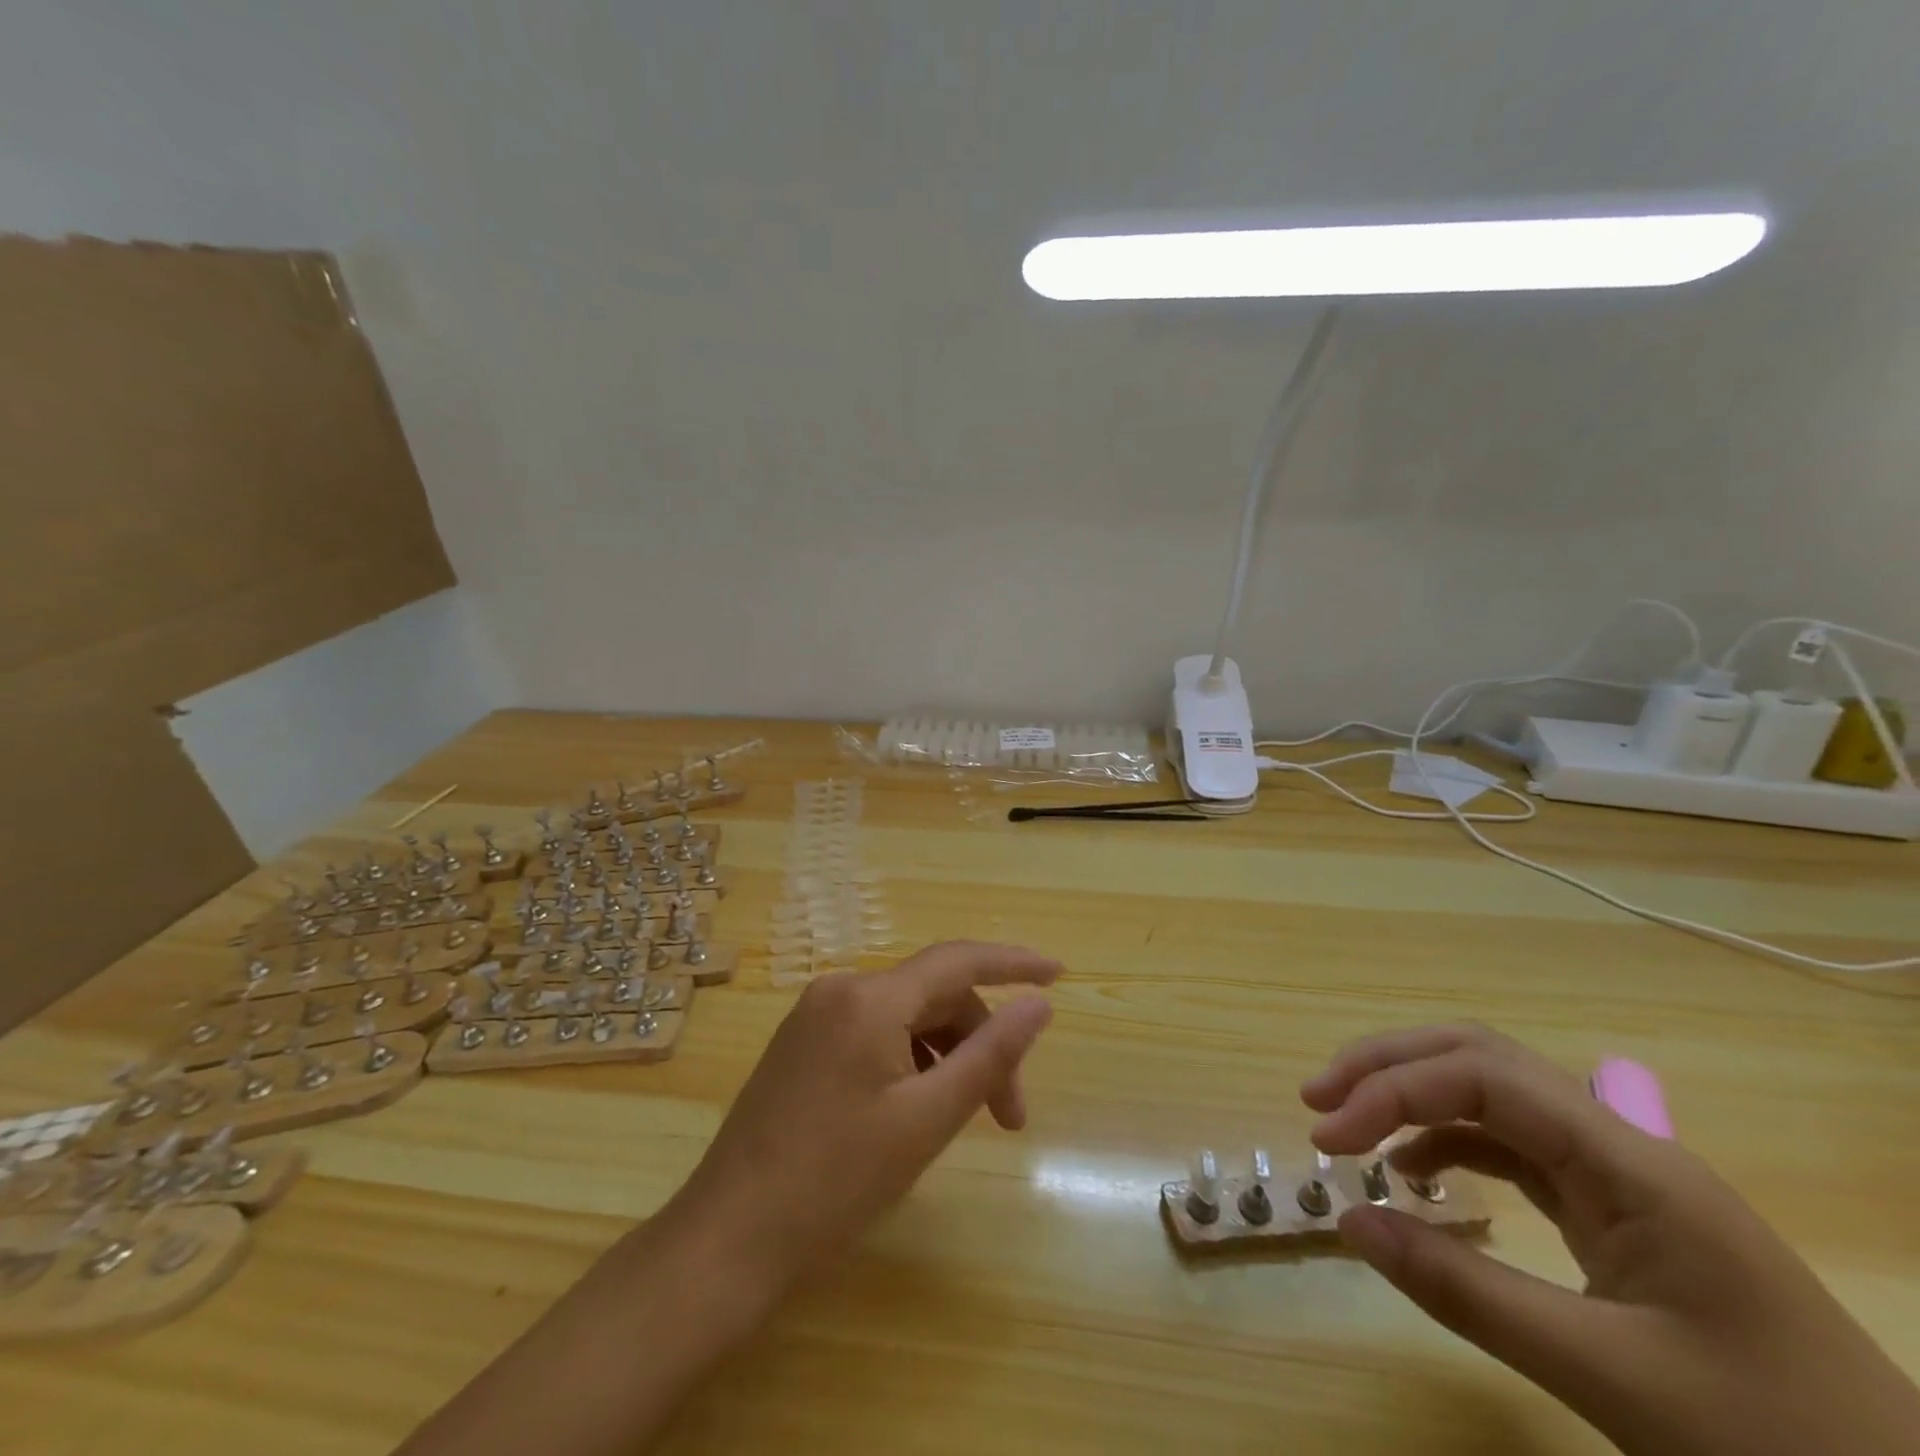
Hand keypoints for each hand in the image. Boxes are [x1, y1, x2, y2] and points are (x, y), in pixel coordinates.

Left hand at [673, 941, 1058, 1301]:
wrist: (727, 1241)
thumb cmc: (835, 1183)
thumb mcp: (926, 1120)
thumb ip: (989, 1055)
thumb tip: (1038, 1004)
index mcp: (870, 998)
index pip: (958, 960)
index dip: (1013, 962)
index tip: (1059, 974)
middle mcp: (840, 989)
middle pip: (934, 996)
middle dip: (979, 1043)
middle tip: (1009, 1116)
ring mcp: (815, 1016)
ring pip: (905, 1017)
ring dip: (946, 1056)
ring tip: (963, 1119)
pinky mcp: (802, 1044)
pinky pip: (875, 1033)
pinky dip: (911, 1060)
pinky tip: (915, 1109)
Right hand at [1302, 1024, 1919, 1455]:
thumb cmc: (1775, 1443)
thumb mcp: (1611, 1378)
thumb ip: (1468, 1293)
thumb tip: (1350, 1221)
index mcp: (1629, 1162)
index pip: (1481, 1076)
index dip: (1391, 1088)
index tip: (1328, 1137)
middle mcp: (1617, 1143)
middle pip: (1480, 1057)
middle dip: (1389, 1066)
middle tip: (1318, 1098)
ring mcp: (1615, 1173)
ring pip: (1491, 1092)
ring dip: (1411, 1095)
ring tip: (1348, 1126)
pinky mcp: (1611, 1207)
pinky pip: (1509, 1144)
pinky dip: (1446, 1142)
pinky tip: (1413, 1171)